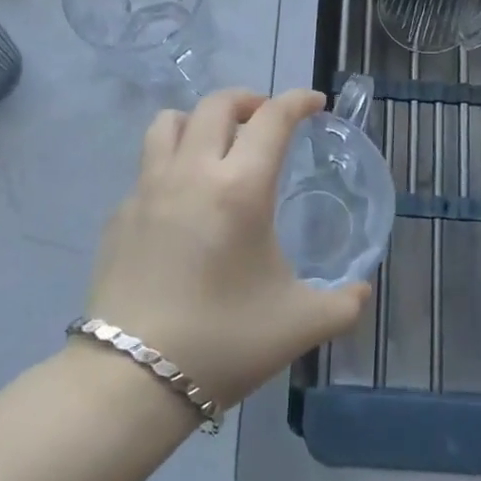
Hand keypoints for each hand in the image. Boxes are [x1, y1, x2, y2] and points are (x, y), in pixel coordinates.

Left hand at [84, 88, 371, 408]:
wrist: (131, 380)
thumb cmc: (224, 341)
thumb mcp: (300, 324)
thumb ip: (343, 303)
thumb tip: (361, 291)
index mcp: (241, 188)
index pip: (273, 118)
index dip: (298, 101)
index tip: (314, 103)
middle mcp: (192, 172)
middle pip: (217, 104)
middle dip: (249, 100)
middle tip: (266, 119)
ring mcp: (148, 189)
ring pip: (170, 122)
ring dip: (200, 120)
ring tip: (217, 144)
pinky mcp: (119, 213)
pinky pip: (147, 166)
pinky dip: (171, 163)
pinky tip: (182, 202)